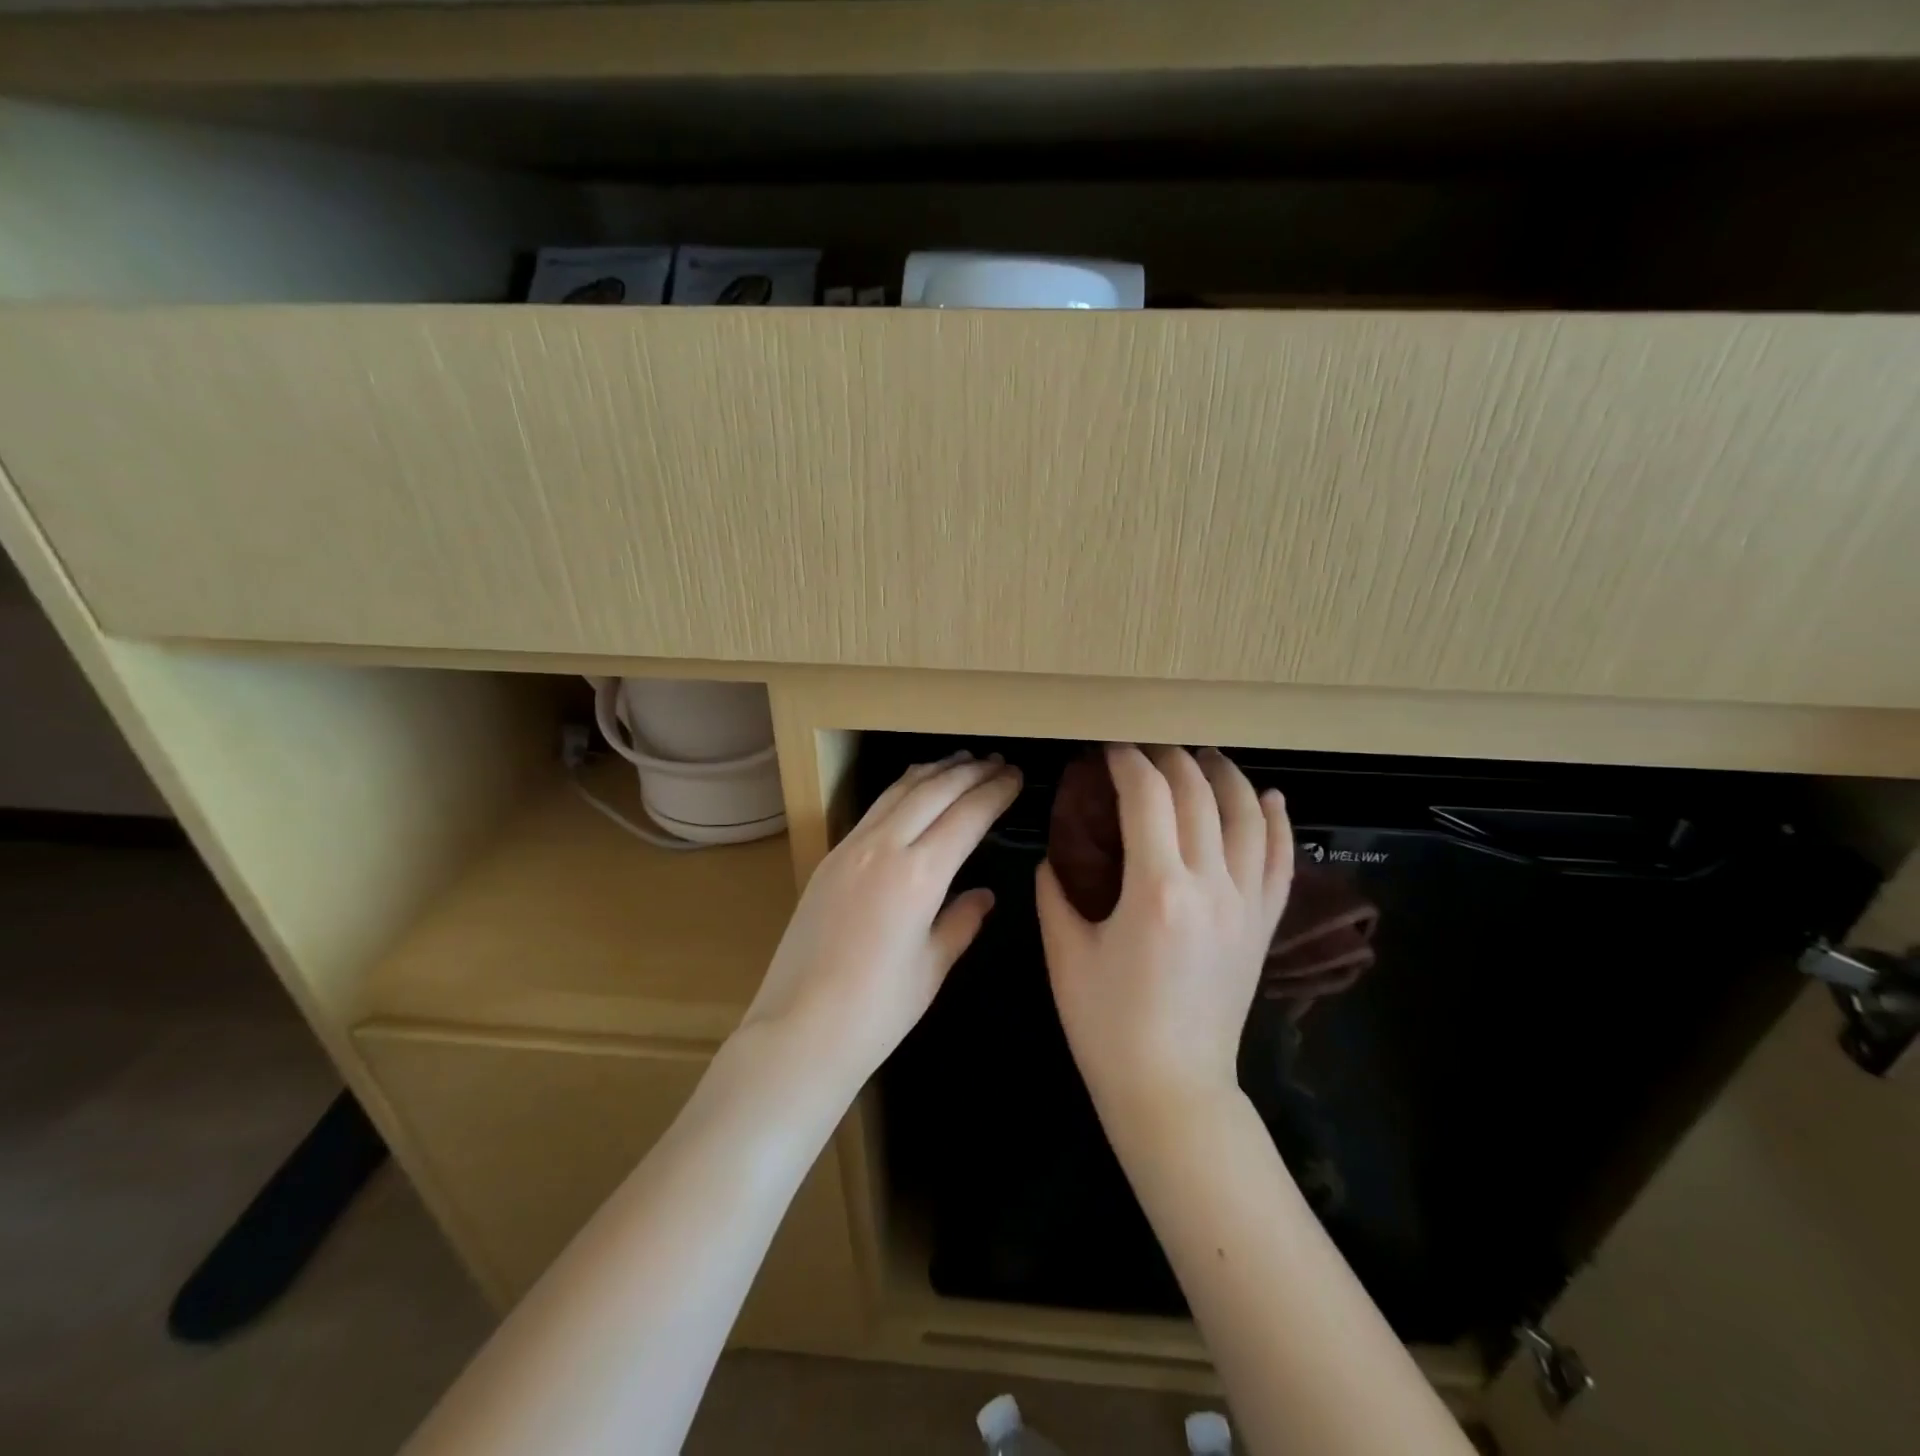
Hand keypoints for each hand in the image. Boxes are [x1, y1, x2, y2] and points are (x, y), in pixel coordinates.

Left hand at [742, 751, 1020, 1091]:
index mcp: (919, 874)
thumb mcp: (932, 966)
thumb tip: (983, 895)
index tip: (1016, 777)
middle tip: (997, 762)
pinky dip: (902, 789)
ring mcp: (851, 847)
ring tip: (961, 761)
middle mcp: (884, 847)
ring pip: (899, 790)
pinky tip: (913, 790)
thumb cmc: (878, 1009)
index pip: (967, 815)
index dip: (995, 792)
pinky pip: (874, 808)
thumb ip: (961, 921)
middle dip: (969, 772)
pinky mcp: (830, 857)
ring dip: (934, 771)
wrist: (799, 1028)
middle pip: (934, 790)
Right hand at [1037, 745, 1293, 1112]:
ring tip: (1201, 755)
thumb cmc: (1108, 1027)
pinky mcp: (1263, 925)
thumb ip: (1055, 893)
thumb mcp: (1065, 955)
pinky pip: (1280, 859)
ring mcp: (1245, 904)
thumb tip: (1053, 855)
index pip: (1148, 796)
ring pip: (1248, 816)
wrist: (1172, 1090)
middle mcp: (1210, 886)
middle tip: (1143, 748)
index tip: (1108, 748)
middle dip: (1169, 758)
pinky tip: (1267, 797)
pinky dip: (1275, 821)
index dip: (1127, 761)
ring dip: (1224, 776)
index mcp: (1156, 890)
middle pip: (1198, 794)